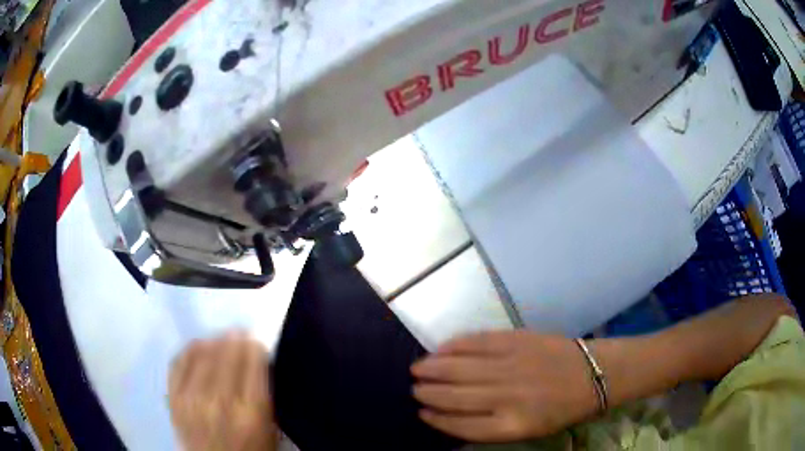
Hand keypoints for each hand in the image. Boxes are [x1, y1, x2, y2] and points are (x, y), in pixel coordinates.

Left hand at [168, 333, 276, 450]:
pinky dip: (189, 349)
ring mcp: (192, 397)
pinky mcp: (174, 397)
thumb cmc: (250, 450)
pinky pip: (179, 362)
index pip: (252, 362)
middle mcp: (220, 399)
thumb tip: (256, 361)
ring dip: (213, 340)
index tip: (256, 341)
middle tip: (239, 331)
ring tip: (220, 337)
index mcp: (251, 410)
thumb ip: (264, 395)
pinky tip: (198, 345)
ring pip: (201, 353)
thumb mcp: (269, 428)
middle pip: (226, 353)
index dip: (254, 346)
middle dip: (235, 337)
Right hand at [411, 331, 598, 442]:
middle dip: (428, 393)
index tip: (422, 412)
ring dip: (433, 368)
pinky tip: (441, 349)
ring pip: (459, 368)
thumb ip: (490, 426)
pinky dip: (455, 346)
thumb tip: (452, 415)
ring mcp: (511, 365)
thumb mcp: (528, 430)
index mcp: (511, 425)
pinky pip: (477, 342)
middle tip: (414, 389)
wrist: (593, 374)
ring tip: (417, 369)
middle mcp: (507, 397)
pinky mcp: (517, 340)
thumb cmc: (560, 409)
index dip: (437, 419)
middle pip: (455, 396)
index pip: (460, 425)